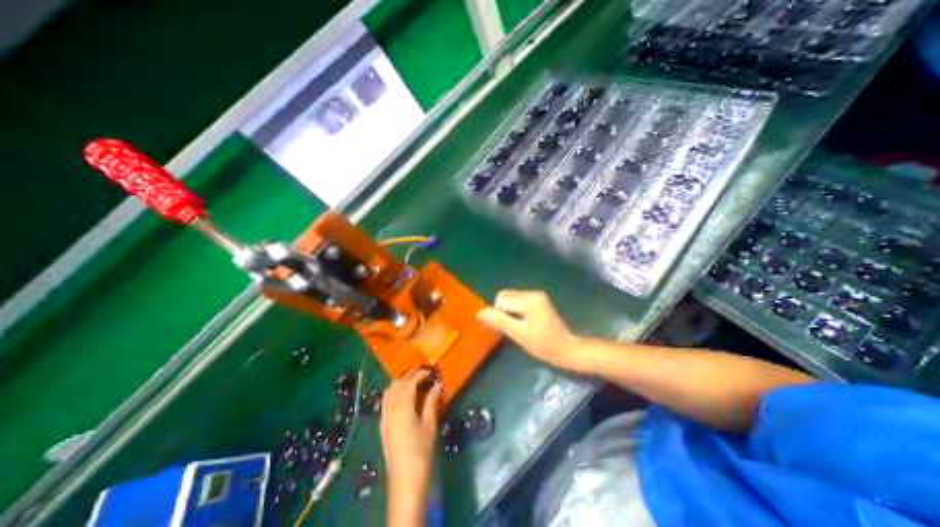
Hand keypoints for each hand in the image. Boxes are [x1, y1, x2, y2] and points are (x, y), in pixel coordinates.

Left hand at [379, 370, 441, 494]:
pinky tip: (402, 396)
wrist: (405, 478)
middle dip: (408, 375)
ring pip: (389, 392)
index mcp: (402, 408)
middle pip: (396, 385)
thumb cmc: (421, 450)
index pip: (409, 384)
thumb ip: (431, 402)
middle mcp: (390, 409)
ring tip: (412, 380)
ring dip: (399, 382)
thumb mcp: (430, 424)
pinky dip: (394, 392)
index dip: (419, 375)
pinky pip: (385, 401)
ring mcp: (384, 417)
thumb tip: (437, 385)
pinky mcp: (383, 425)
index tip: (430, 371)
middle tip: (421, 371)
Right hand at [480, 289, 585, 372]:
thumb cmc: (542, 344)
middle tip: (512, 328)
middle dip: (503, 311)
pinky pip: (518, 301)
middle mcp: (533, 293)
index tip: (509, 329)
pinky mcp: (538, 300)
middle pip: (505, 296)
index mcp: (529, 300)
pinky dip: (515, 311)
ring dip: (509, 311)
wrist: (565, 349)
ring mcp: (536, 295)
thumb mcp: (518, 334)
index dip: (499, 315)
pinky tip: (523, 323)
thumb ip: (499, 321)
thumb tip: (480, 312)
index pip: (501, 300)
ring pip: (510, 298)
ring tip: (518, 327)